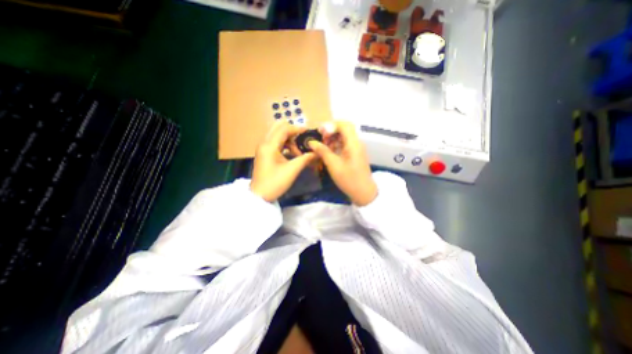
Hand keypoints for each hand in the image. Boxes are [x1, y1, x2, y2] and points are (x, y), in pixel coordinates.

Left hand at [248, 121, 314, 201]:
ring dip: (289, 140)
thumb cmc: (275, 183)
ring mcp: (263, 148)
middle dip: (292, 132)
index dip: (297, 129)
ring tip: (298, 153)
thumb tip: (317, 152)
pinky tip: (292, 154)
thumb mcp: (292, 170)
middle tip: (303, 140)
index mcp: (269, 145)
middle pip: (278, 128)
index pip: (284, 129)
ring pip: (277, 135)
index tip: (309, 133)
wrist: (260, 196)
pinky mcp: (264, 153)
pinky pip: (276, 142)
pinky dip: (285, 145)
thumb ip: (305, 159)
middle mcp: (264, 143)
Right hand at [308, 122, 376, 205]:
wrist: (363, 193)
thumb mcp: (333, 165)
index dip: (331, 125)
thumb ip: (323, 151)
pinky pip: (345, 144)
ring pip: (344, 136)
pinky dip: (336, 144)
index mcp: (353, 143)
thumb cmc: (349, 179)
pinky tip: (329, 151)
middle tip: (321, 138)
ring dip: (333, 137)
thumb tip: (311, 142)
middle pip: (345, 128)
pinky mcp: (355, 154)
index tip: (320, 131)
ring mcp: (357, 148)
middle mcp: (356, 143)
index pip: (344, 125)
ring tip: (323, 146)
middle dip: (331, 131)